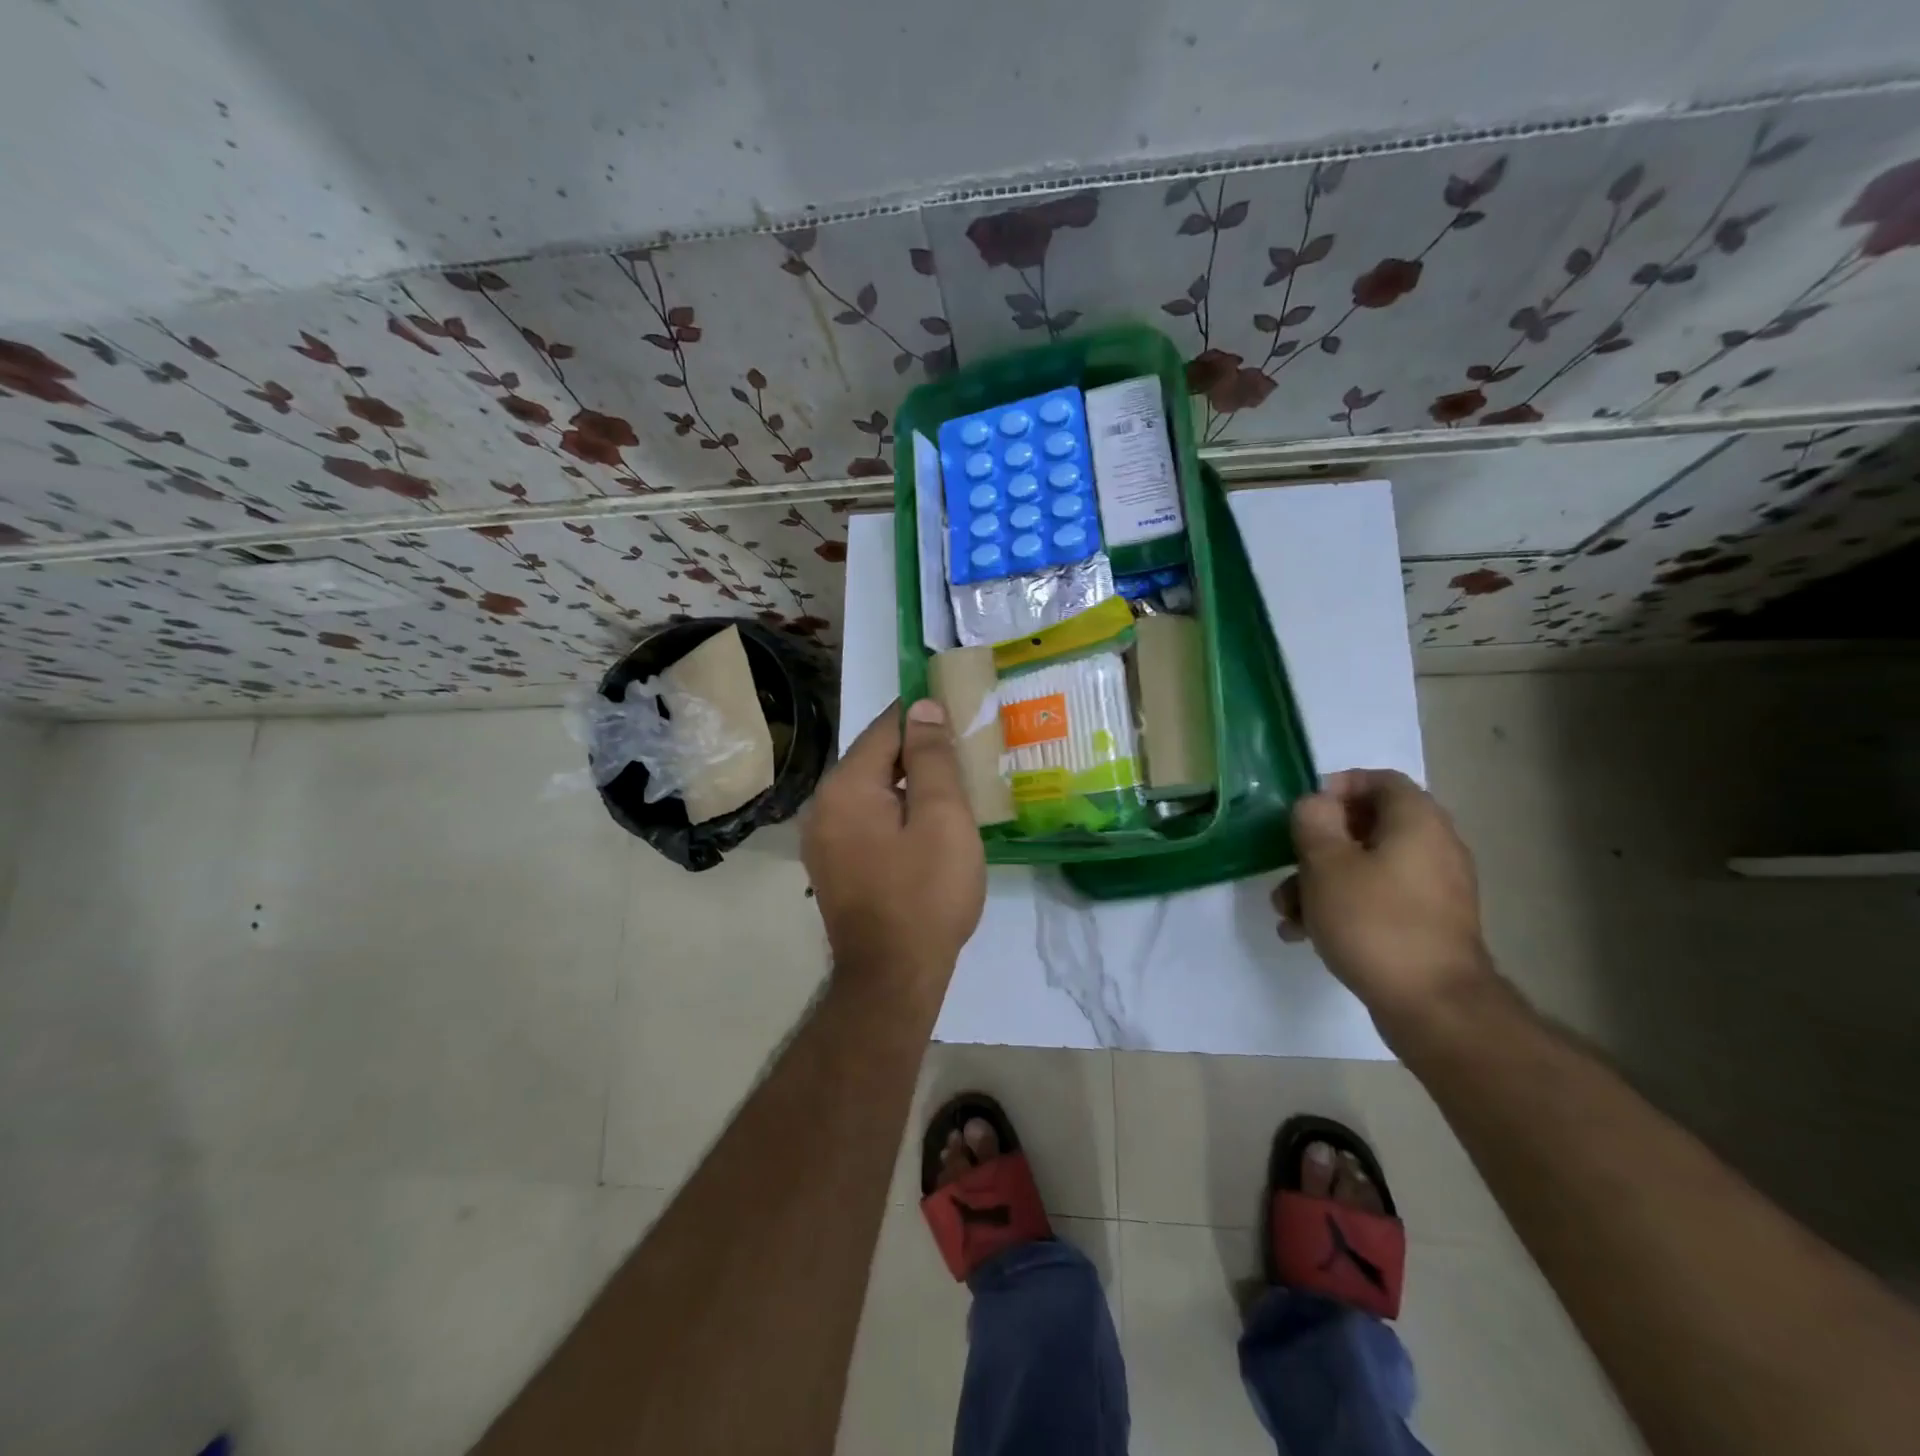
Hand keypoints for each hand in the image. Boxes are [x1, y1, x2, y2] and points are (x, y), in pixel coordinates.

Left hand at [802, 699, 986, 1002]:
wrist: (893, 977)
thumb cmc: (925, 894)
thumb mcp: (942, 818)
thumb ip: (932, 757)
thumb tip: (923, 706)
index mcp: (846, 787)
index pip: (885, 728)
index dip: (923, 716)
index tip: (960, 712)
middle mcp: (823, 805)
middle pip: (876, 759)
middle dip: (919, 751)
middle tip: (965, 752)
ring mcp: (823, 838)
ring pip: (872, 790)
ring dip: (909, 783)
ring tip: (953, 786)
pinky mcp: (834, 863)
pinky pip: (867, 818)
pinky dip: (896, 811)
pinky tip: (926, 824)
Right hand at [1272, 769, 1493, 1033]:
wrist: (1433, 1006)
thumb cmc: (1374, 922)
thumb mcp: (1326, 864)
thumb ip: (1314, 822)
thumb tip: (1317, 805)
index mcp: (1417, 822)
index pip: (1380, 780)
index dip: (1337, 787)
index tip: (1303, 812)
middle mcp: (1434, 848)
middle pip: (1367, 826)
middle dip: (1317, 846)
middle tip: (1286, 864)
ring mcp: (1433, 890)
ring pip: (1366, 867)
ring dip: (1321, 881)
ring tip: (1286, 911)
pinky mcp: (1426, 925)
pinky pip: (1378, 899)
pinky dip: (1343, 906)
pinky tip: (1305, 934)